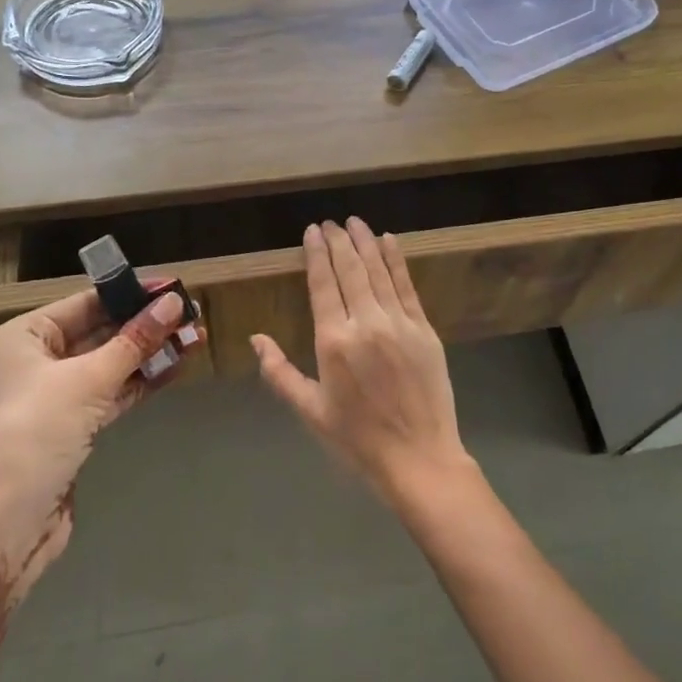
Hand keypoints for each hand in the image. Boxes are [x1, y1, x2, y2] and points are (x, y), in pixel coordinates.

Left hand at [0, 287, 198, 589]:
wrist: (3, 527)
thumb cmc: (35, 436)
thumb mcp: (87, 381)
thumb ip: (134, 341)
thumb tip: (173, 303)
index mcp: (26, 337)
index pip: (87, 303)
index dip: (131, 294)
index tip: (175, 287)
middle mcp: (38, 360)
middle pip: (102, 332)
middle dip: (147, 324)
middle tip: (193, 313)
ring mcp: (56, 396)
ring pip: (112, 363)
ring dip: (151, 352)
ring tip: (196, 338)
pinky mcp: (74, 427)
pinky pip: (113, 393)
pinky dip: (142, 381)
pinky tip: (176, 369)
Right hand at [252, 219, 474, 506]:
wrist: (419, 458)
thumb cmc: (358, 439)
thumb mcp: (311, 410)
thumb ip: (280, 372)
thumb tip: (256, 340)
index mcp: (334, 341)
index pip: (323, 284)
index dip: (317, 254)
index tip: (312, 231)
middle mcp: (366, 323)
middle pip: (350, 270)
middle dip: (339, 241)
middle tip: (331, 222)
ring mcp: (399, 323)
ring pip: (378, 271)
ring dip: (366, 242)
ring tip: (355, 222)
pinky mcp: (424, 329)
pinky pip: (407, 286)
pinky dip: (396, 260)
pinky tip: (389, 241)